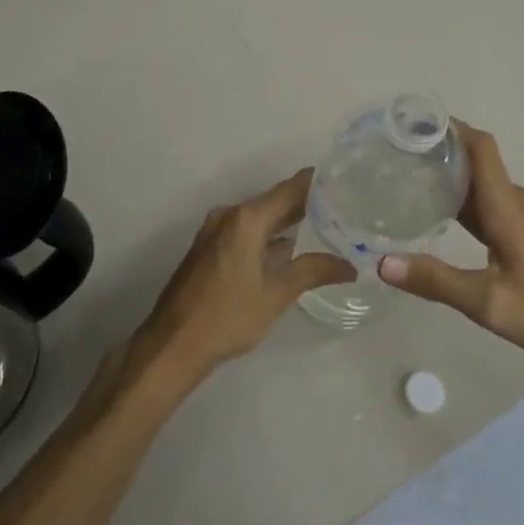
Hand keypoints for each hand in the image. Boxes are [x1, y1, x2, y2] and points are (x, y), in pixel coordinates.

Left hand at [133, 171, 354, 388]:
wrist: (173, 343)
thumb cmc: (227, 316)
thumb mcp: (276, 294)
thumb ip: (313, 271)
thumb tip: (349, 266)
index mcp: (246, 218)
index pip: (289, 189)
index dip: (317, 183)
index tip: (345, 180)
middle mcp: (229, 215)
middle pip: (274, 200)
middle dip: (306, 203)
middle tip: (343, 205)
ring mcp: (216, 231)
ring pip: (259, 217)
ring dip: (287, 220)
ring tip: (325, 225)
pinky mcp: (209, 248)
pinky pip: (246, 230)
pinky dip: (268, 235)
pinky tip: (289, 248)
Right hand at [377, 122, 523, 373]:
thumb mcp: (487, 302)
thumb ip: (435, 281)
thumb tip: (382, 263)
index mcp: (507, 206)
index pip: (480, 146)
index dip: (450, 128)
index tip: (413, 124)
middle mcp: (516, 201)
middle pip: (476, 160)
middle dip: (439, 151)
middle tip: (396, 154)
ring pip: (482, 183)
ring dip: (450, 176)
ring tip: (409, 179)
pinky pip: (490, 202)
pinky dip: (463, 199)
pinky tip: (440, 215)